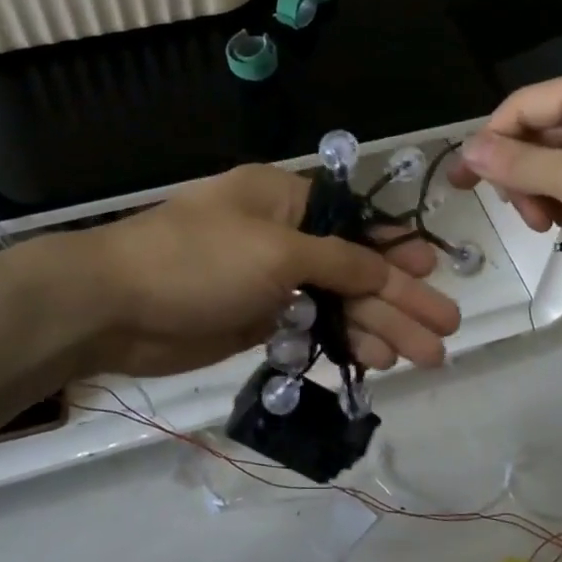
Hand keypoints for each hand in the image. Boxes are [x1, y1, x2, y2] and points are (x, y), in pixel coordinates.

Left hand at [58, 164, 460, 378]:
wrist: (114, 307)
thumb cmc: (197, 260)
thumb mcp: (276, 251)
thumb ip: (338, 260)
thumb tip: (386, 266)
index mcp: (286, 200)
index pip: (356, 221)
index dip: (398, 248)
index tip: (434, 270)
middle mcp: (283, 236)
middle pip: (355, 268)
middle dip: (401, 299)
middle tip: (447, 329)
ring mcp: (270, 281)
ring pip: (337, 303)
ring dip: (379, 327)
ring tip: (423, 357)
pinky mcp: (257, 320)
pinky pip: (312, 330)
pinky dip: (342, 343)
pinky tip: (376, 361)